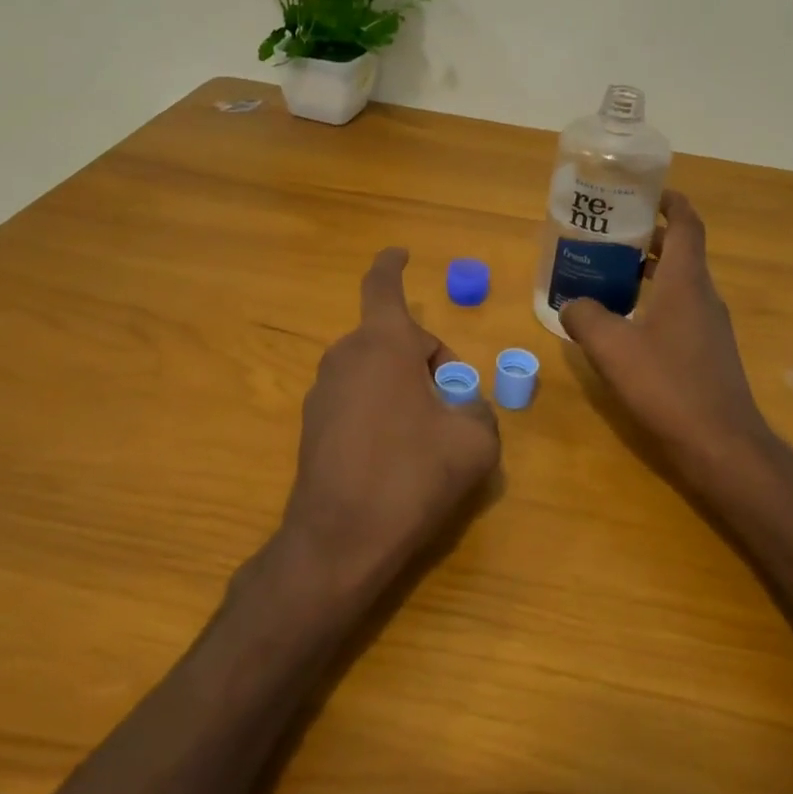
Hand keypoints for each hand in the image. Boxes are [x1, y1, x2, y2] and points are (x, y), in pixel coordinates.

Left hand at [280, 248, 500, 602]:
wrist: (339, 540)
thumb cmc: (411, 476)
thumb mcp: (474, 441)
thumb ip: (480, 410)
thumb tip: (466, 406)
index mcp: (383, 343)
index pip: (383, 285)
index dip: (393, 264)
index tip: (401, 253)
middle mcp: (346, 355)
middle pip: (393, 339)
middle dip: (427, 361)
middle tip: (453, 405)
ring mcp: (323, 390)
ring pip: (376, 370)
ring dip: (404, 387)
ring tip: (426, 438)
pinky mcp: (312, 424)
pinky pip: (358, 398)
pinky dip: (381, 410)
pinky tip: (394, 458)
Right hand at [560, 192, 775, 480]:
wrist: (720, 445)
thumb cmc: (668, 385)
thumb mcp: (612, 348)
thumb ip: (585, 317)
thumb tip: (571, 303)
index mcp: (687, 282)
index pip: (687, 224)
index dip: (670, 201)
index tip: (644, 190)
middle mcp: (703, 297)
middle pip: (680, 252)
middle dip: (647, 237)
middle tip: (607, 234)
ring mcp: (709, 327)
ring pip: (678, 284)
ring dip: (647, 272)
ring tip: (607, 274)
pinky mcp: (707, 353)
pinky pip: (678, 312)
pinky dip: (652, 303)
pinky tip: (624, 324)